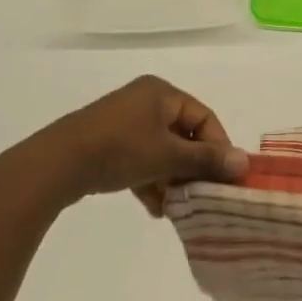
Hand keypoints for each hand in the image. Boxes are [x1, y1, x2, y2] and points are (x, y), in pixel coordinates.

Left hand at [0, 75, 248, 219]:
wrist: (57, 164)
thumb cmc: (120, 149)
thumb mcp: (168, 155)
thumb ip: (206, 159)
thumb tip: (244, 163)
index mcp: (161, 92)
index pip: (204, 118)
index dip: (218, 147)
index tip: (224, 177)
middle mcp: (145, 101)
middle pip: (183, 135)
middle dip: (193, 167)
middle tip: (202, 193)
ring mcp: (124, 122)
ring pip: (162, 151)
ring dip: (172, 178)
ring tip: (177, 206)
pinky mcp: (107, 144)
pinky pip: (141, 160)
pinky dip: (151, 180)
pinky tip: (156, 208)